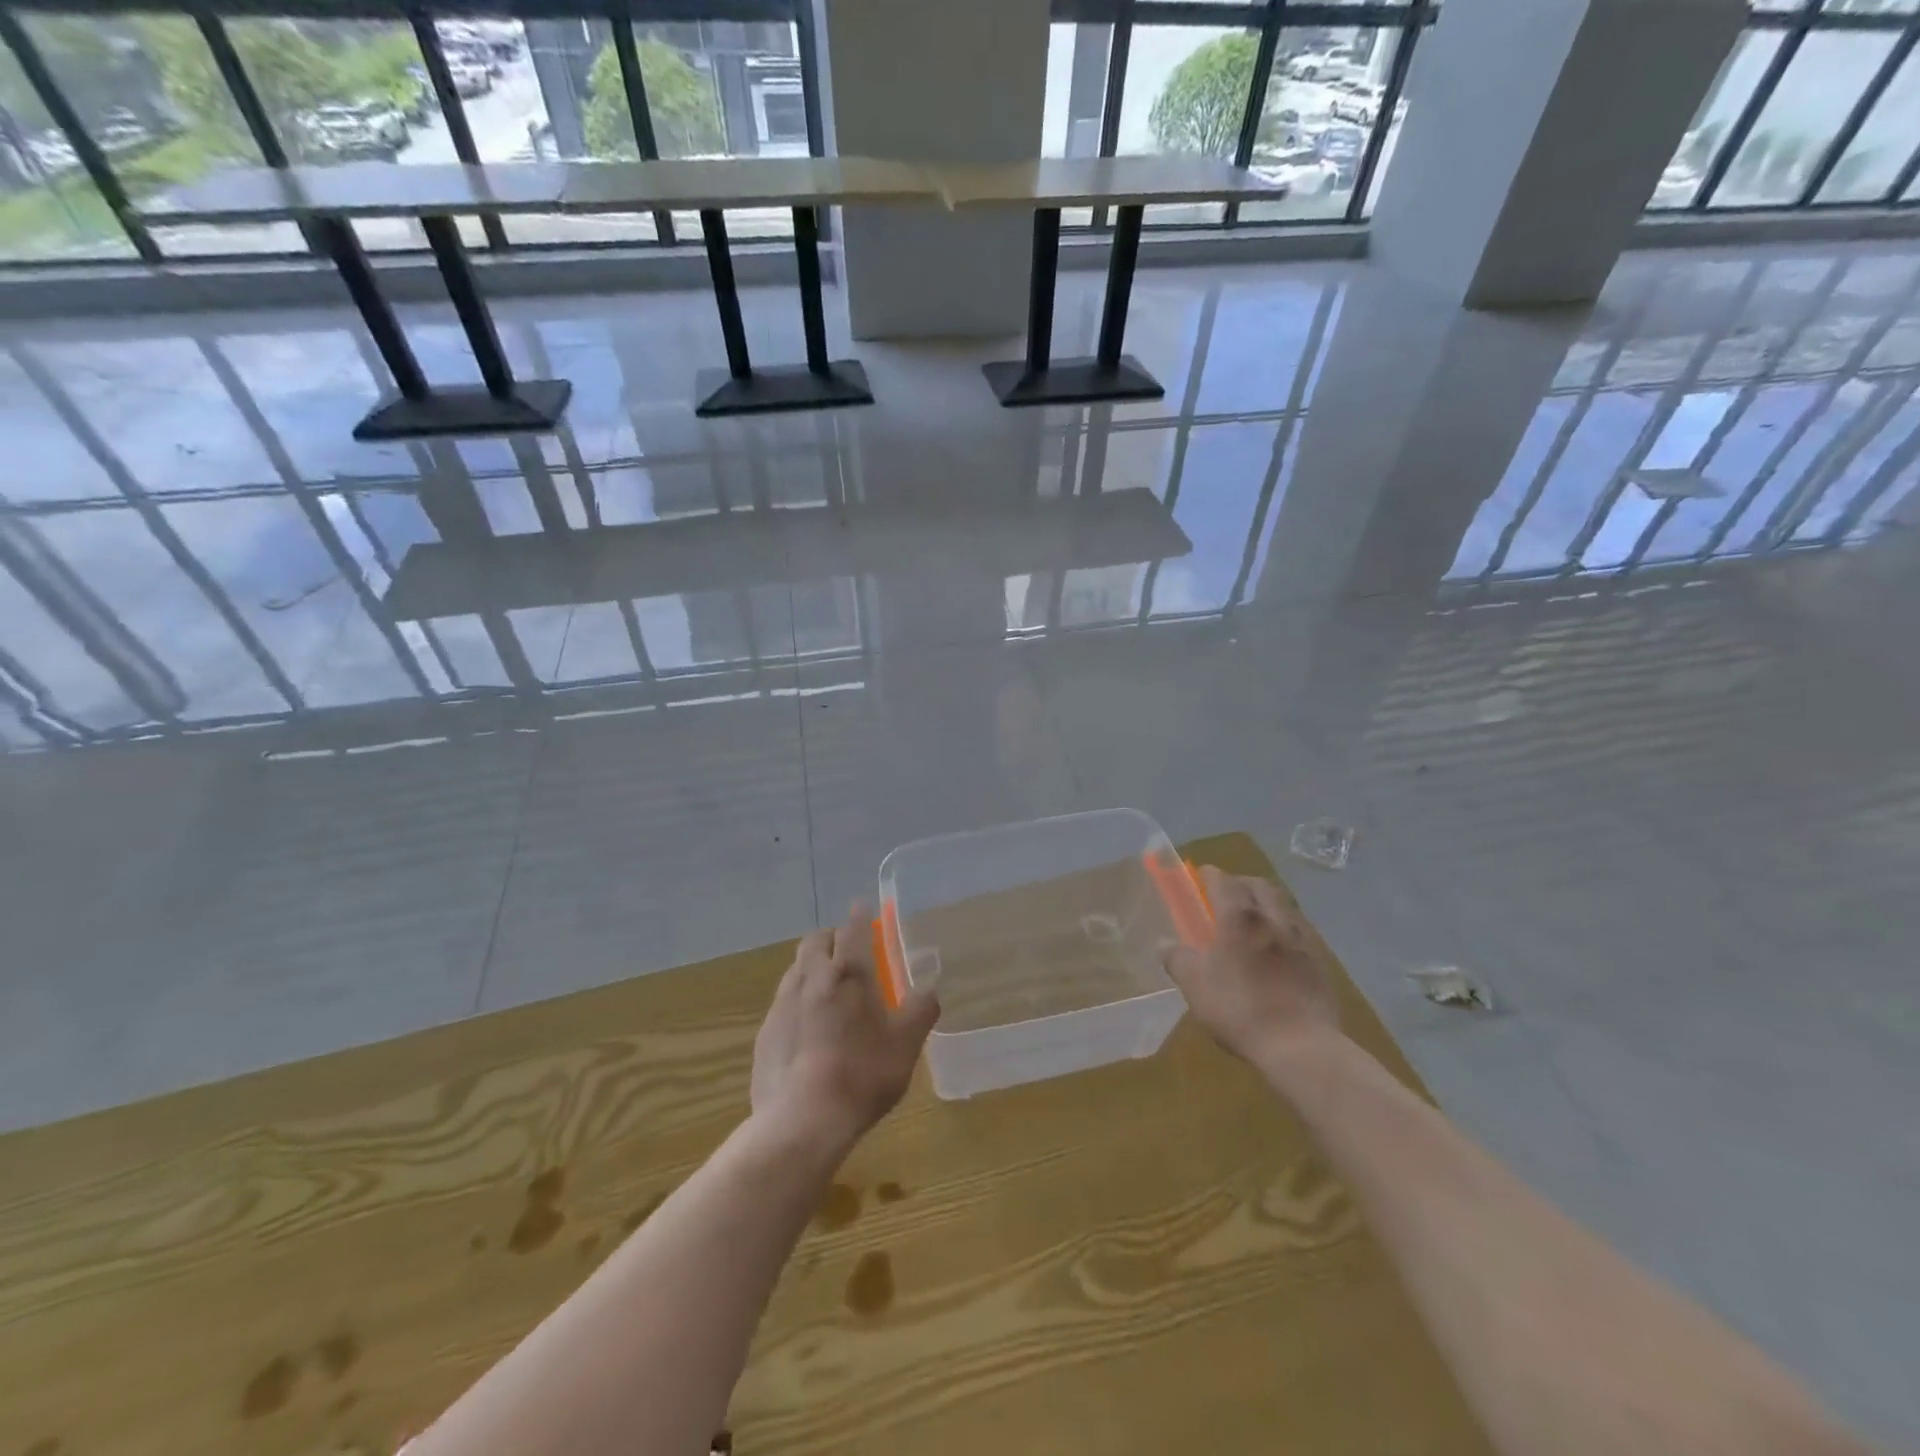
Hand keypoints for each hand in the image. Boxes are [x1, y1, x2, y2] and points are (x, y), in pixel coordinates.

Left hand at [751, 904, 940, 1152]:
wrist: (802, 1121)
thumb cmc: (863, 1075)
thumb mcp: (906, 1044)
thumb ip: (921, 1010)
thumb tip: (930, 989)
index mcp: (849, 973)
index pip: (852, 929)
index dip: (859, 917)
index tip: (862, 909)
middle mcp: (811, 977)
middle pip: (815, 940)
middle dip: (831, 938)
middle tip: (847, 954)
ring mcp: (783, 1003)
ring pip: (796, 968)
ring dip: (811, 967)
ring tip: (827, 989)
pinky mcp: (765, 1031)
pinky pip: (783, 1001)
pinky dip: (797, 1000)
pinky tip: (807, 1028)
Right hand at [1162, 868, 1340, 1064]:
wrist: (1300, 1045)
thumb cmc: (1239, 1007)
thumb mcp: (1194, 985)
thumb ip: (1177, 959)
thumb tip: (1165, 944)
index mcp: (1239, 916)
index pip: (1222, 879)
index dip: (1208, 875)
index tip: (1198, 878)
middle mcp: (1272, 917)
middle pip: (1258, 884)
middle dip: (1240, 883)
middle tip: (1225, 897)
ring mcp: (1300, 938)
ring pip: (1282, 905)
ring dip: (1265, 904)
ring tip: (1251, 923)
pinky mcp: (1319, 961)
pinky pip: (1297, 931)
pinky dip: (1282, 930)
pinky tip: (1274, 951)